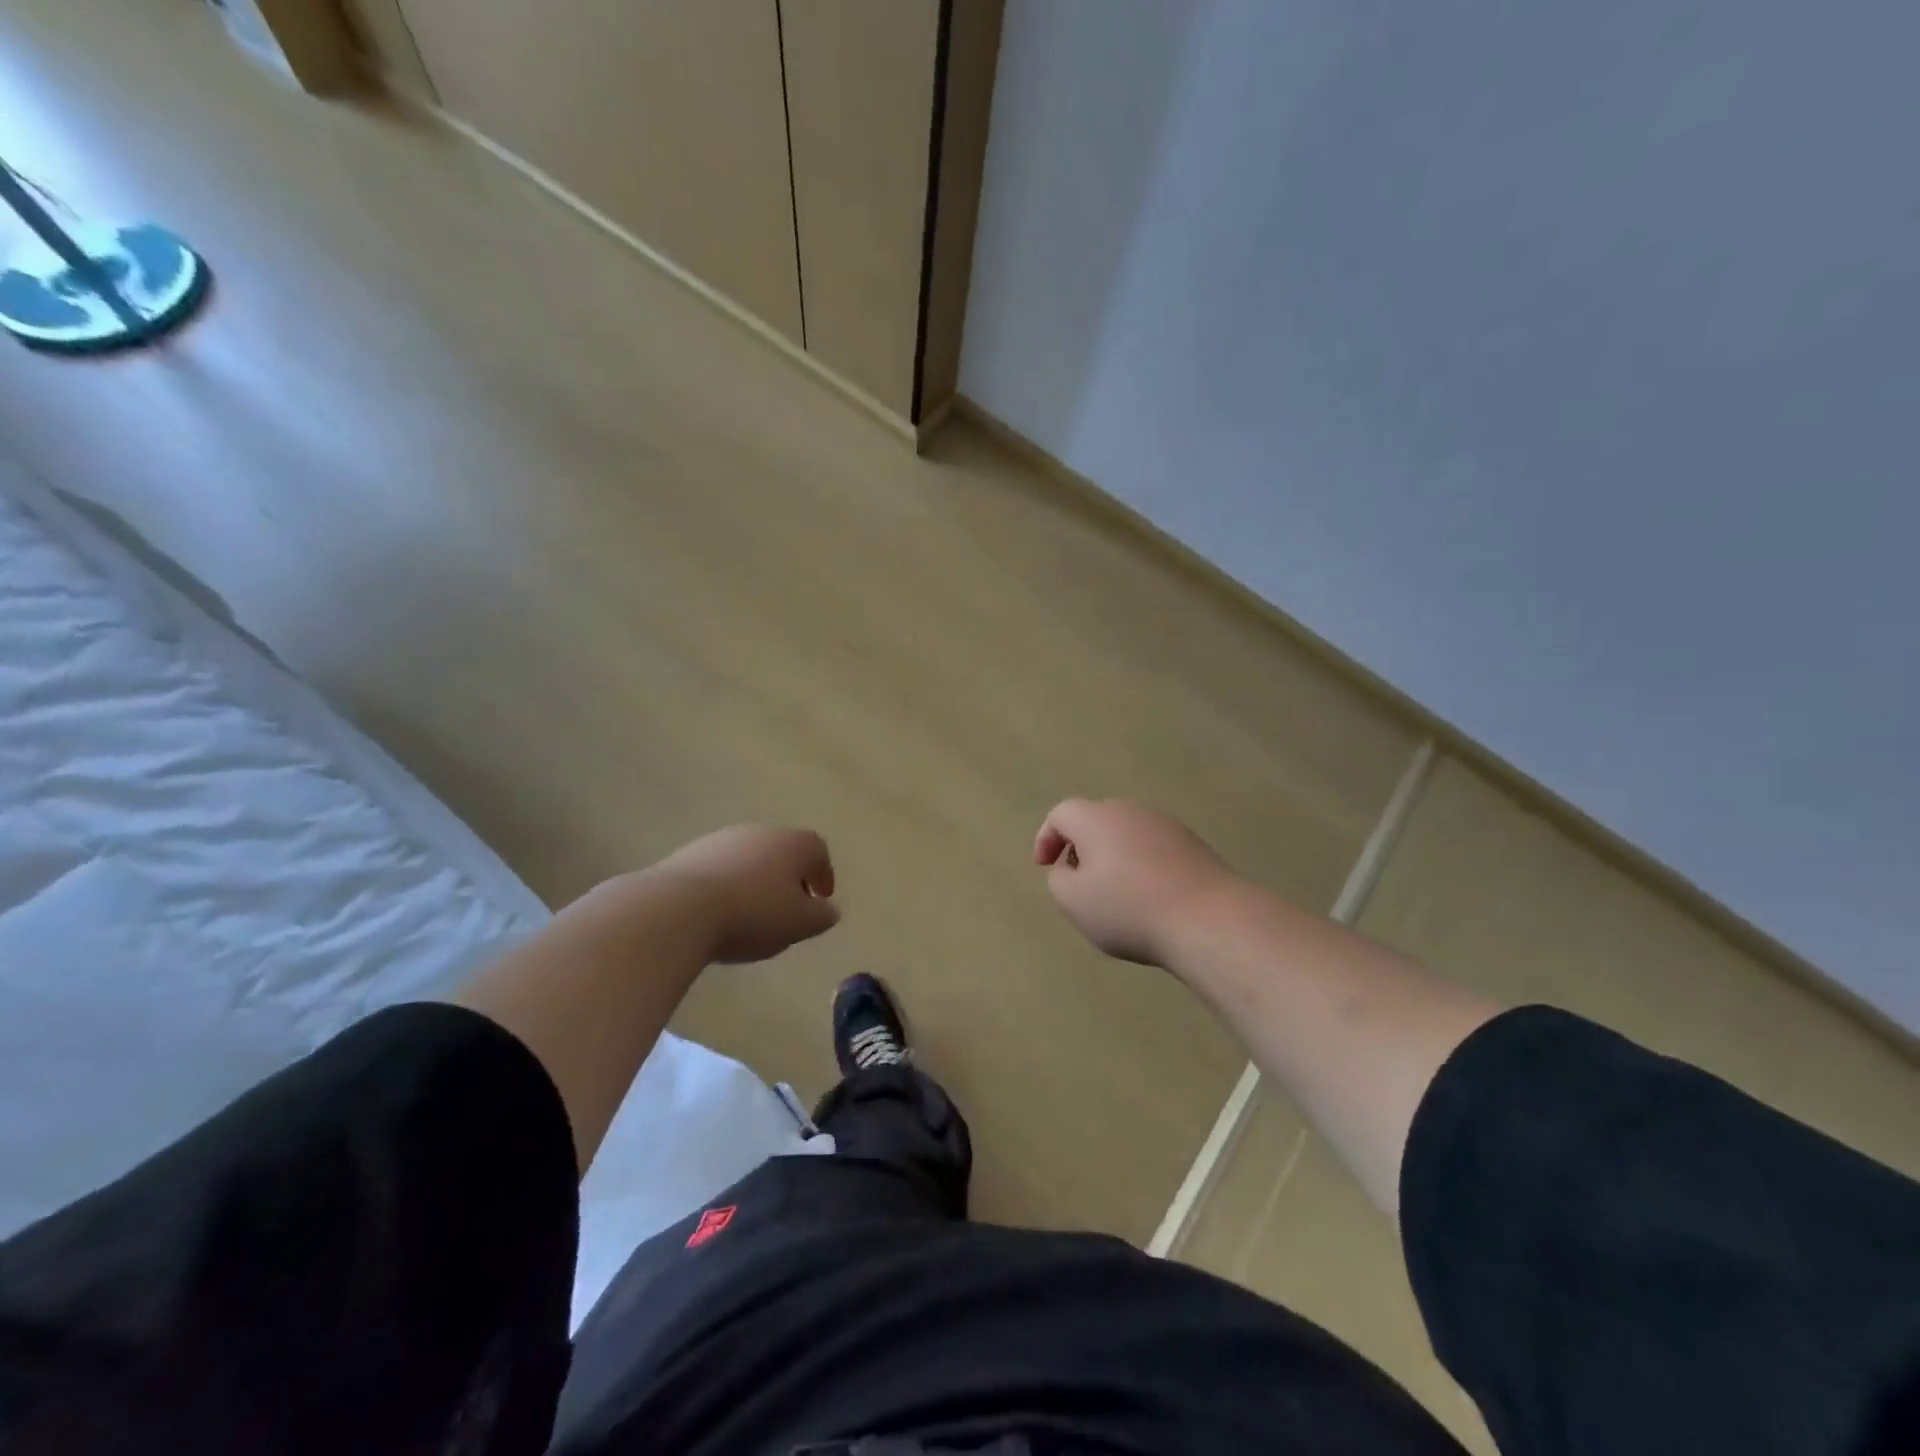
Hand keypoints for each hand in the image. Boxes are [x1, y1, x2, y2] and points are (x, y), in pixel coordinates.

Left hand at [654, 825, 839, 962]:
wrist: (679, 908)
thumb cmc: (752, 914)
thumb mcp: (798, 923)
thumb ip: (821, 916)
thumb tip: (830, 910)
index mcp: (792, 844)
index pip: (818, 851)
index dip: (823, 873)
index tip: (822, 897)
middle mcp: (760, 832)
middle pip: (783, 850)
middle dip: (790, 876)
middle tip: (790, 905)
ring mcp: (722, 839)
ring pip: (750, 857)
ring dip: (757, 879)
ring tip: (753, 911)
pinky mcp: (690, 853)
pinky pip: (721, 867)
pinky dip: (729, 884)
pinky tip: (721, 910)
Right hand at [1034, 799, 1237, 966]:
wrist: (1208, 918)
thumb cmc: (1128, 909)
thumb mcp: (1073, 901)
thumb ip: (1058, 879)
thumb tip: (1069, 867)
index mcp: (1096, 818)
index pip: (1061, 813)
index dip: (1046, 838)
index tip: (1045, 867)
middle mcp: (1130, 811)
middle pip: (1095, 818)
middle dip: (1080, 845)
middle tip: (1077, 878)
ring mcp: (1166, 825)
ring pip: (1126, 832)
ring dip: (1112, 855)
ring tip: (1114, 892)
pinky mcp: (1193, 844)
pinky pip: (1153, 847)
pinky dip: (1141, 864)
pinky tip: (1148, 896)